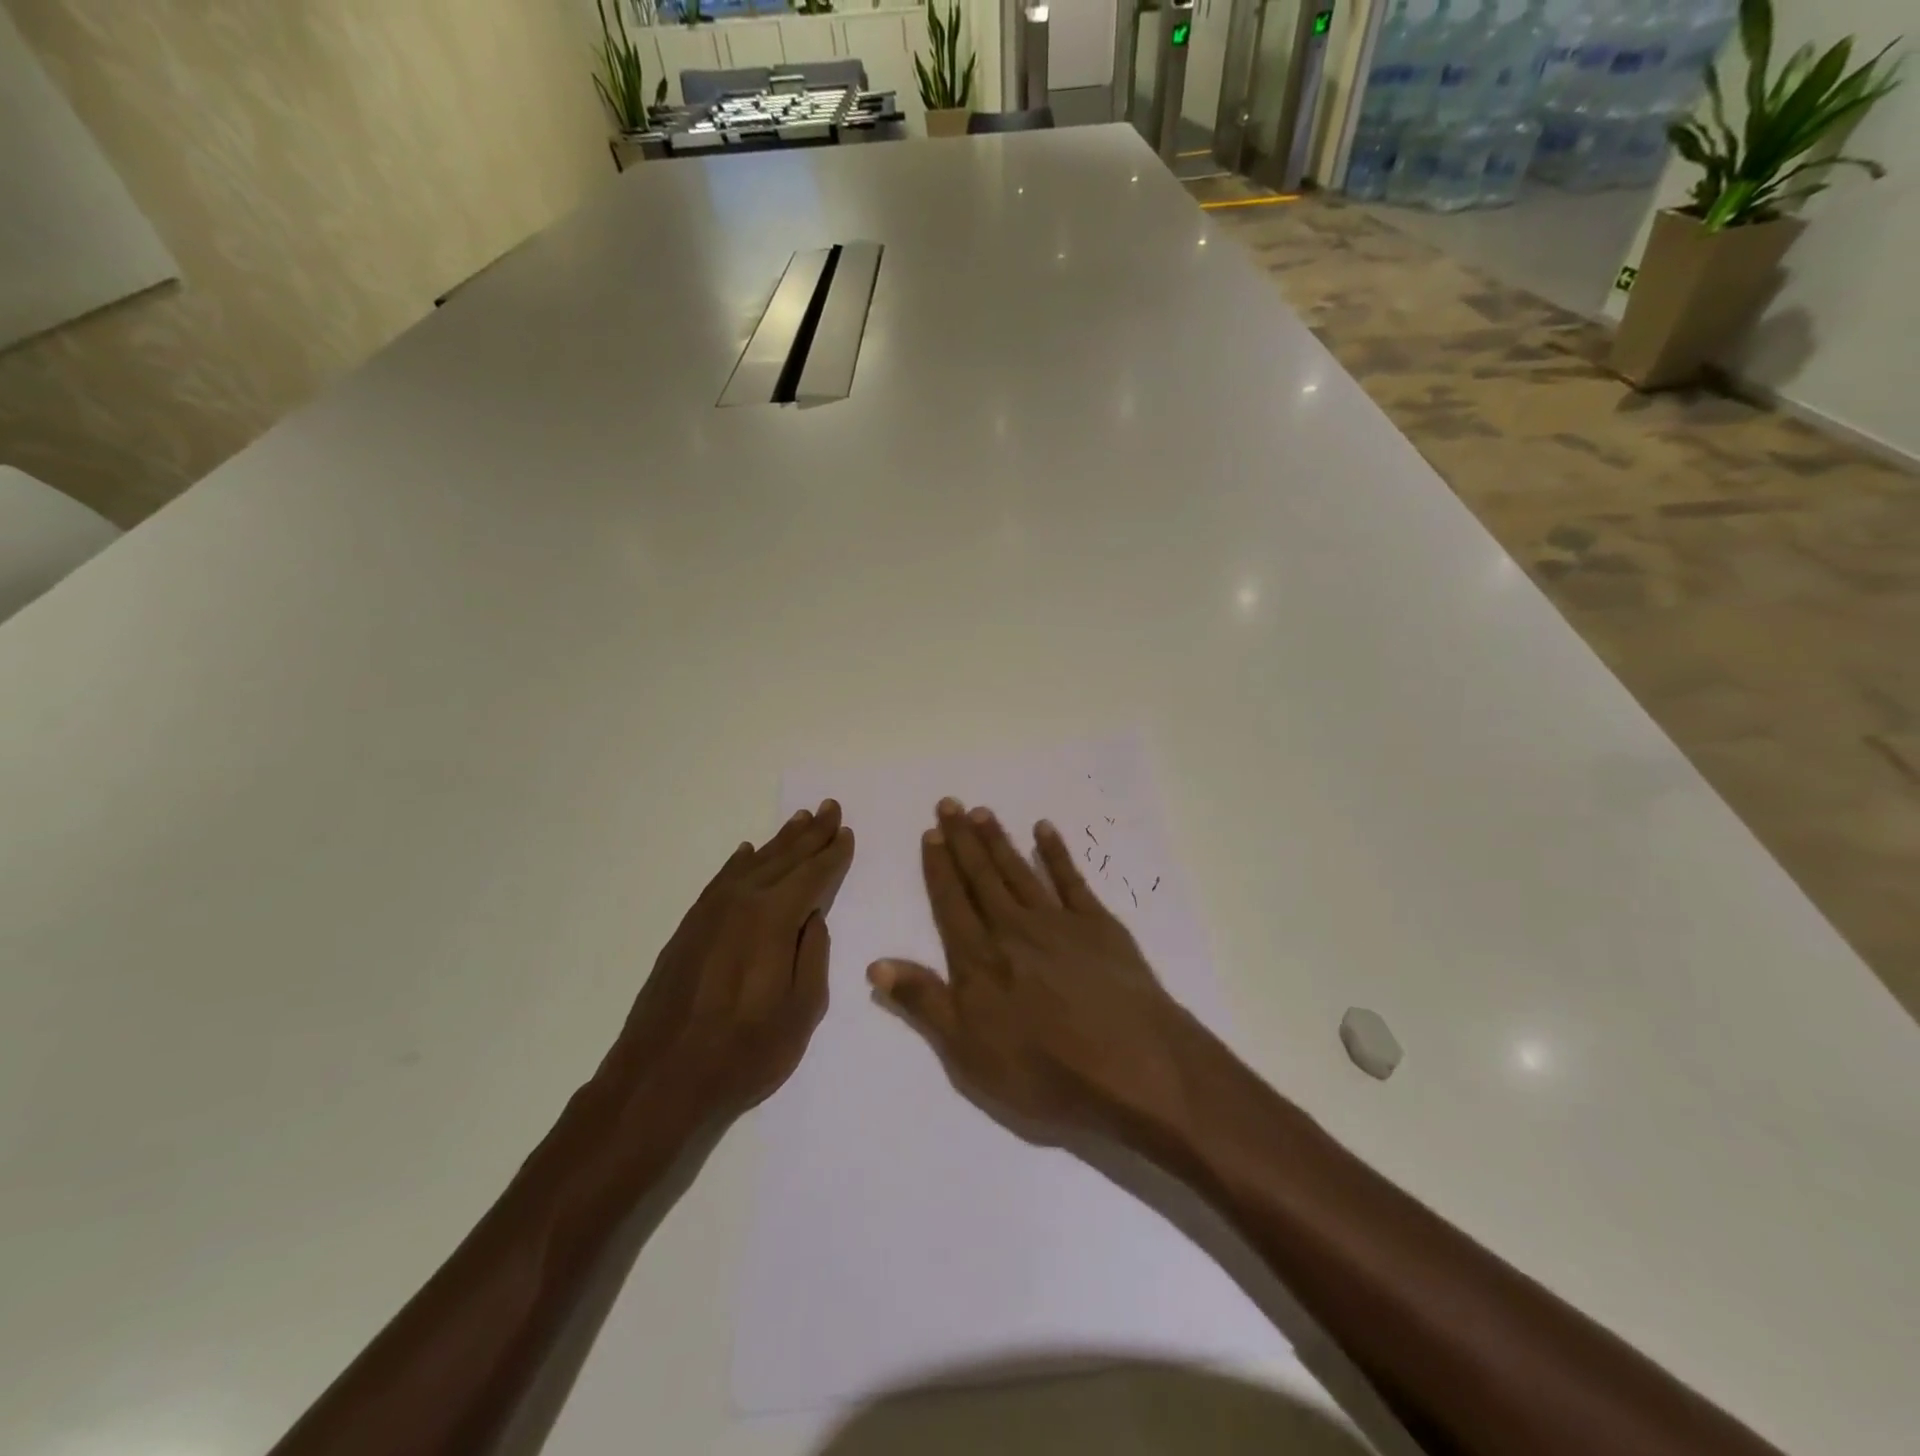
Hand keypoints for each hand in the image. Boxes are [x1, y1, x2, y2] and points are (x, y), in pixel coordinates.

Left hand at [607, 800, 854, 1127]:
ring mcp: (710, 913)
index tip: (848, 832)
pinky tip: (747, 853)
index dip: (834, 854)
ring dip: (779, 841)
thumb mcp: (802, 1010)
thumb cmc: (744, 1052)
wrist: (660, 1079)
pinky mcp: (689, 928)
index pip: (813, 875)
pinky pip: (720, 881)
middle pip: (784, 858)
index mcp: (774, 918)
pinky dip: (738, 863)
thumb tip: (813, 918)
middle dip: (811, 833)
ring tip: (800, 819)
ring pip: (753, 864)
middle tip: (830, 807)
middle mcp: (742, 902)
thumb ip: (813, 955)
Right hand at [867, 798, 1207, 1146]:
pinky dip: (1056, 852)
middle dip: (962, 840)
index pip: (951, 903)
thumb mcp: (969, 1053)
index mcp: (980, 959)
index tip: (929, 833)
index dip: (938, 868)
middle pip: (982, 876)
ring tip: (981, 812)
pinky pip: (1070, 878)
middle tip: (949, 804)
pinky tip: (1044, 830)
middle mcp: (1013, 928)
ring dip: (998, 840)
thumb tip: (876, 963)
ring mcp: (1058, 922)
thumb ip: (924, 1002)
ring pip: (1019, 870)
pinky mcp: (1098, 925)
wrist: (1133, 1066)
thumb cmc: (1045, 1072)